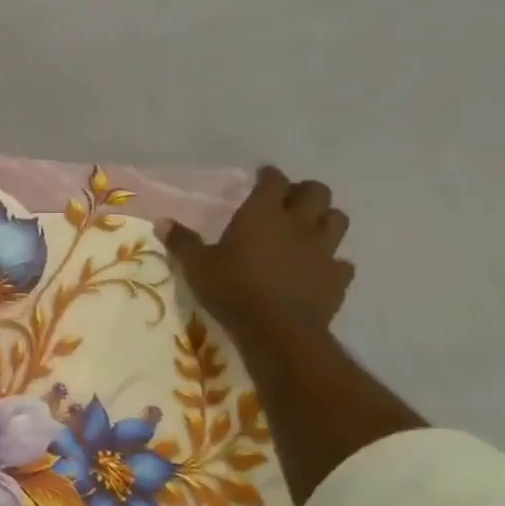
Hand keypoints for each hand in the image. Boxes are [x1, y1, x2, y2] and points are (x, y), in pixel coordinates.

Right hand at [164, 166, 353, 335]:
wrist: (278, 330)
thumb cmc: (233, 289)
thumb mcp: (197, 266)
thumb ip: (182, 242)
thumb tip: (162, 222)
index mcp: (263, 214)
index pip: (273, 180)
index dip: (268, 175)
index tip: (262, 175)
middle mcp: (299, 224)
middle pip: (317, 192)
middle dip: (303, 191)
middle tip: (287, 200)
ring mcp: (324, 250)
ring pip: (337, 220)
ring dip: (324, 219)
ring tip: (308, 229)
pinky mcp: (337, 278)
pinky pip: (342, 262)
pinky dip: (332, 261)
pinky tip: (318, 268)